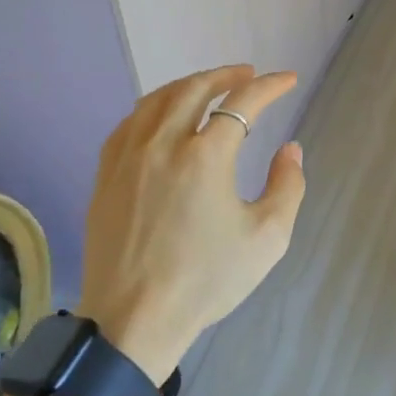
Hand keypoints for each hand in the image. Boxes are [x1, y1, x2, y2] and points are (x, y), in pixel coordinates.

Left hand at [78, 65, 305, 379]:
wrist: (133, 321)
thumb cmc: (205, 281)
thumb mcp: (267, 238)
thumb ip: (287, 186)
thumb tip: (289, 149)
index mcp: (205, 156)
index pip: (243, 103)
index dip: (270, 87)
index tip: (287, 80)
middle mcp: (163, 144)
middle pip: (195, 89)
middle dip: (226, 75)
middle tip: (248, 74)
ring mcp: (128, 157)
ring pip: (157, 100)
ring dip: (188, 85)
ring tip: (208, 87)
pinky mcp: (106, 175)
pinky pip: (129, 123)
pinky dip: (153, 108)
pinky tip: (162, 116)